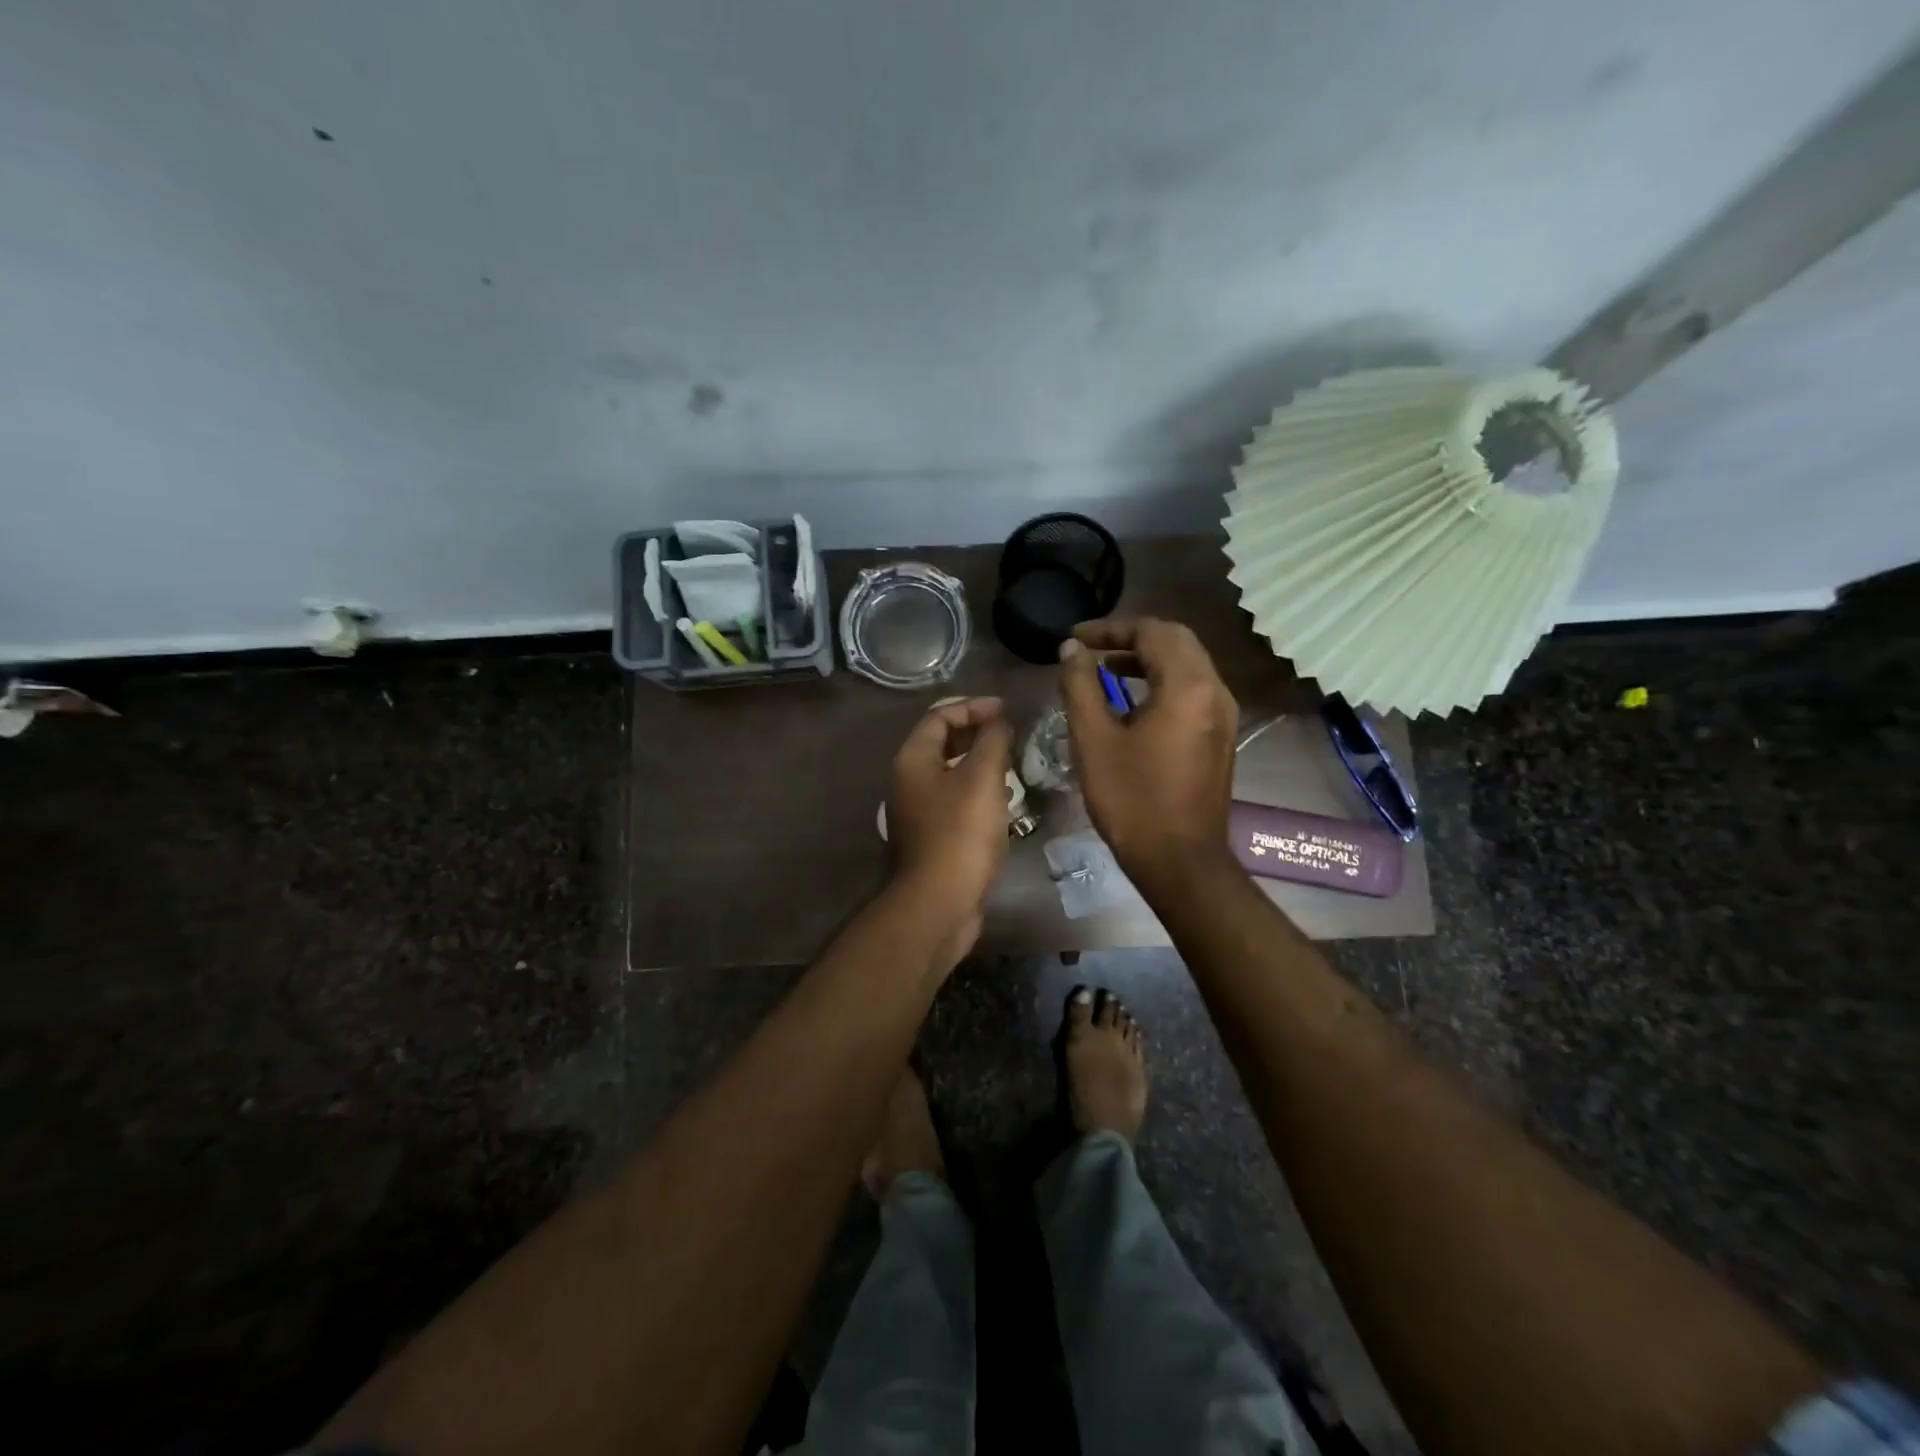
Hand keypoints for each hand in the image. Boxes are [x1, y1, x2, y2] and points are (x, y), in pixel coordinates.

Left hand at [885, 697, 1013, 947]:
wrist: (938, 903)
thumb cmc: (960, 833)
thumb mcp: (982, 778)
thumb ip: (992, 742)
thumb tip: (998, 722)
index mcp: (913, 760)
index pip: (940, 716)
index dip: (973, 707)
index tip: (1006, 710)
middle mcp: (909, 781)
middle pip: (942, 744)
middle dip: (977, 734)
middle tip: (1011, 735)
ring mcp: (918, 812)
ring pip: (951, 775)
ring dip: (981, 765)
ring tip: (1013, 765)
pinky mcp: (933, 838)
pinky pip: (956, 802)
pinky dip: (979, 793)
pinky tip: (1004, 804)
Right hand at [1058, 619, 1238, 887]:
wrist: (1180, 861)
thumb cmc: (1132, 800)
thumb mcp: (1094, 740)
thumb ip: (1081, 686)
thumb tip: (1072, 650)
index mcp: (1188, 686)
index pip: (1152, 632)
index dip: (1110, 629)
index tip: (1074, 639)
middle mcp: (1215, 691)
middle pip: (1176, 641)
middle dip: (1131, 639)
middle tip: (1091, 651)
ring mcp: (1223, 715)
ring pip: (1187, 665)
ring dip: (1147, 660)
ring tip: (1104, 673)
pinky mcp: (1221, 736)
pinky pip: (1193, 690)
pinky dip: (1162, 682)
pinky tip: (1131, 705)